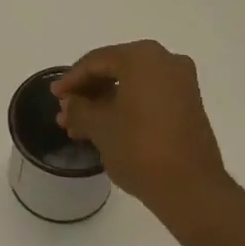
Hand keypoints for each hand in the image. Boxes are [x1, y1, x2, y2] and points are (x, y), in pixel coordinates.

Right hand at [52, 41, 229, 212]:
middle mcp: (166, 61)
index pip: (96, 61)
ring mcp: (181, 83)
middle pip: (115, 69)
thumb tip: (70, 103)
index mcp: (143, 57)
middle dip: (87, 92)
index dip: (71, 80)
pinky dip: (124, 108)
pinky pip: (148, 97)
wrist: (190, 187)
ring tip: (78, 126)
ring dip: (103, 103)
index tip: (54, 96)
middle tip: (65, 112)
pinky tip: (103, 128)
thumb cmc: (139, 147)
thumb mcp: (99, 126)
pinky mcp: (188, 105)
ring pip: (131, 85)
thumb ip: (79, 109)